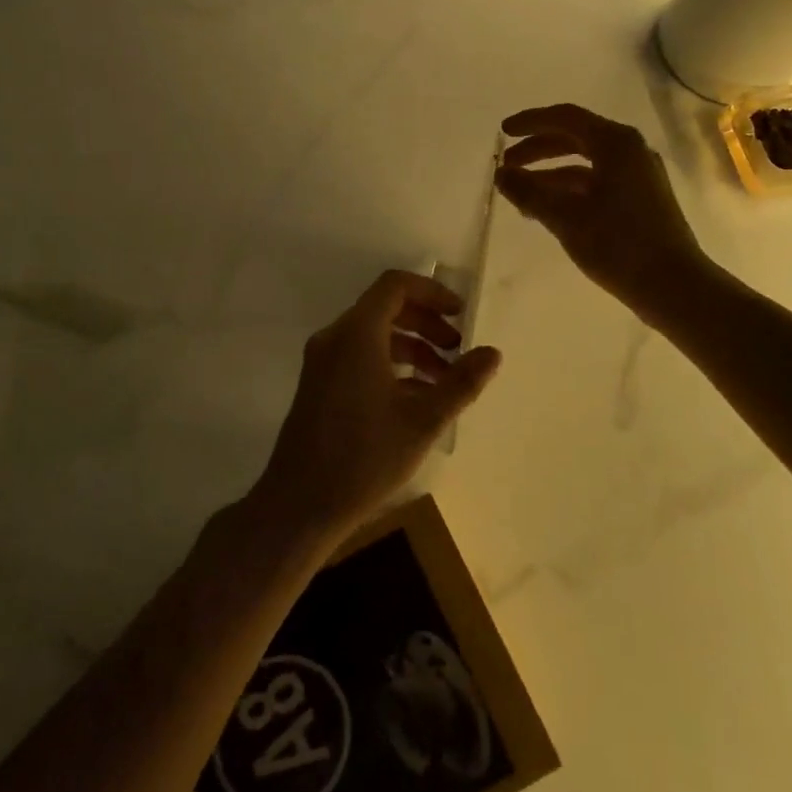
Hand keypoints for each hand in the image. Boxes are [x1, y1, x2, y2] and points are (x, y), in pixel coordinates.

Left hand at [252, 270, 501, 542]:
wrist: (298, 506)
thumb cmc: (363, 458)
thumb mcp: (422, 420)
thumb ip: (460, 382)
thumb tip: (493, 353)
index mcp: (357, 334)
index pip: (395, 285)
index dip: (432, 293)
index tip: (461, 316)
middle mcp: (335, 338)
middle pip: (385, 308)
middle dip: (426, 323)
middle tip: (457, 350)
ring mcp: (323, 362)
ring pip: (373, 335)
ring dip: (412, 347)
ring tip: (443, 380)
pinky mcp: (319, 385)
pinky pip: (359, 356)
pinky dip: (390, 364)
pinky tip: (415, 398)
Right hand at [496, 103, 708, 319]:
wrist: (674, 285)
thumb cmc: (618, 245)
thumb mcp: (566, 218)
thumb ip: (529, 192)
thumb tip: (501, 175)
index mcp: (615, 143)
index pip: (565, 118)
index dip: (531, 122)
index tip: (502, 132)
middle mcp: (630, 150)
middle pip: (576, 137)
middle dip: (538, 149)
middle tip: (507, 164)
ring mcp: (639, 175)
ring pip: (586, 163)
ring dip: (551, 172)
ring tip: (520, 191)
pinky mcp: (641, 199)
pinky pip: (598, 182)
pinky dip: (570, 189)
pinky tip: (548, 208)